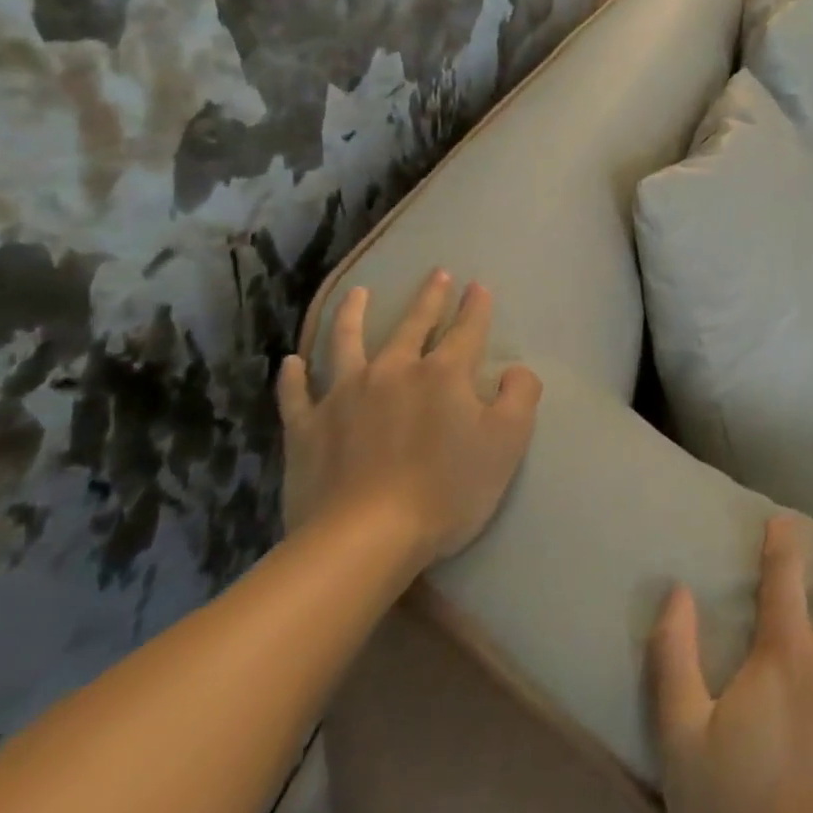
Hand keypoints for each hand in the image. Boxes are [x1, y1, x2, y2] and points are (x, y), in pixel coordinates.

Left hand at [277, 271, 541, 571]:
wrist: (366, 538)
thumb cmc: (448, 489)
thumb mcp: (508, 442)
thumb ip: (520, 395)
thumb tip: (515, 370)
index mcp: (443, 373)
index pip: (467, 329)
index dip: (476, 306)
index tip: (478, 285)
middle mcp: (394, 370)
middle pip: (413, 325)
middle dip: (430, 297)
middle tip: (437, 273)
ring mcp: (344, 396)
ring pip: (347, 343)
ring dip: (352, 314)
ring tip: (356, 293)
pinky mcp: (308, 428)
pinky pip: (297, 394)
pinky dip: (294, 376)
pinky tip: (292, 362)